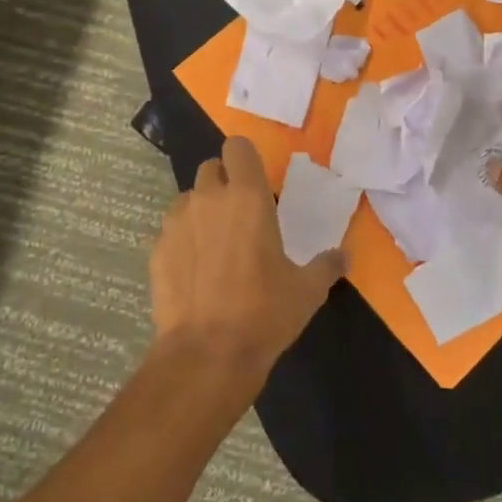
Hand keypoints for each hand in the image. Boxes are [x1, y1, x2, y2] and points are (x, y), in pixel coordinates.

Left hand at [149, 136, 346, 377]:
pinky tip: (195, 271)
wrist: (206, 355)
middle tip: (240, 214)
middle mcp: (208, 199)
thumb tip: (344, 255)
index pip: (238, 147)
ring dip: (202, 210)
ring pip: (189, 198)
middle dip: (224, 182)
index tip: (256, 180)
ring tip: (215, 244)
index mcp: (247, 197)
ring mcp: (177, 222)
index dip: (245, 158)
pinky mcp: (156, 249)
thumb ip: (327, 265)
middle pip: (211, 168)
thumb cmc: (264, 313)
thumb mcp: (307, 291)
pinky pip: (172, 230)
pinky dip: (183, 240)